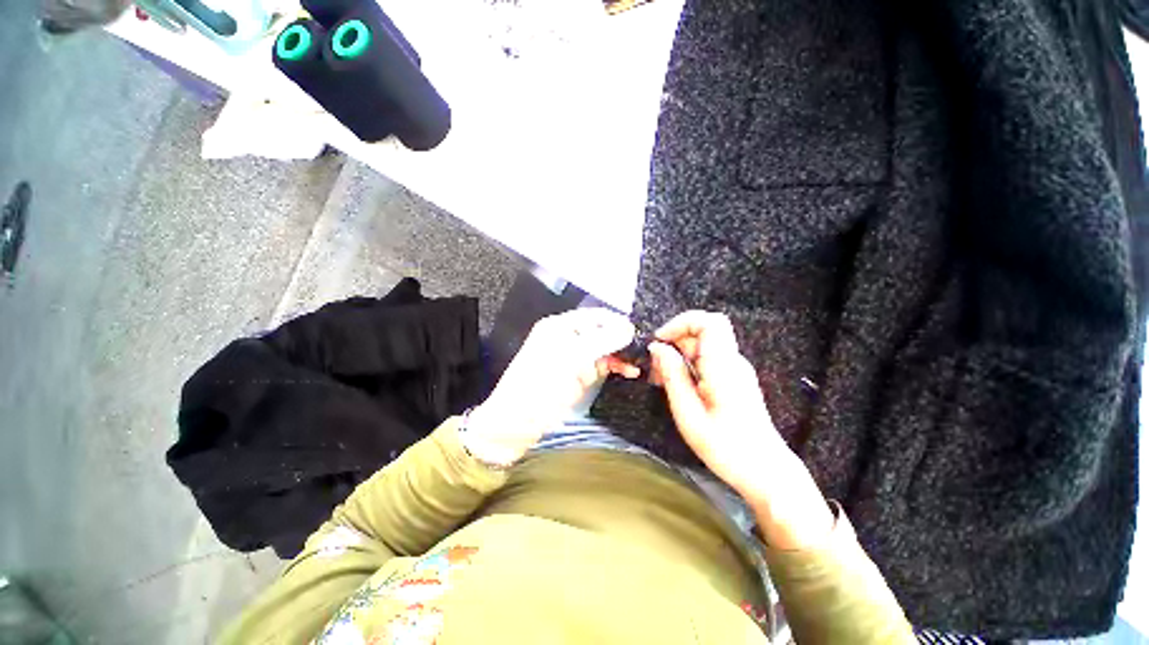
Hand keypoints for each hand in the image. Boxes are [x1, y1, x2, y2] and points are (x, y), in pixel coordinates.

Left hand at [463, 309, 639, 465]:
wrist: (515, 424)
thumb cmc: (539, 386)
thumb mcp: (570, 359)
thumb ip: (601, 341)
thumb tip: (630, 328)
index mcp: (560, 326)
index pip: (595, 316)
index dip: (617, 322)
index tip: (638, 333)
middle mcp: (567, 337)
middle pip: (602, 332)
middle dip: (621, 341)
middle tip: (643, 351)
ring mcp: (573, 357)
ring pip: (604, 350)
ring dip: (620, 356)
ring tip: (638, 365)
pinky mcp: (577, 375)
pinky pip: (600, 366)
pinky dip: (614, 367)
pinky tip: (629, 372)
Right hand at [650, 311, 833, 548]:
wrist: (764, 471)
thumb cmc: (725, 446)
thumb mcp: (688, 412)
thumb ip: (672, 375)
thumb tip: (657, 347)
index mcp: (723, 366)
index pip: (708, 321)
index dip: (680, 323)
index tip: (659, 341)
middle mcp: (732, 361)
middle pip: (702, 331)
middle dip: (674, 342)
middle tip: (654, 367)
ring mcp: (734, 369)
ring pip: (702, 345)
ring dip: (678, 355)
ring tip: (660, 379)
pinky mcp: (733, 378)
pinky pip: (706, 359)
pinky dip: (687, 365)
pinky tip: (676, 385)